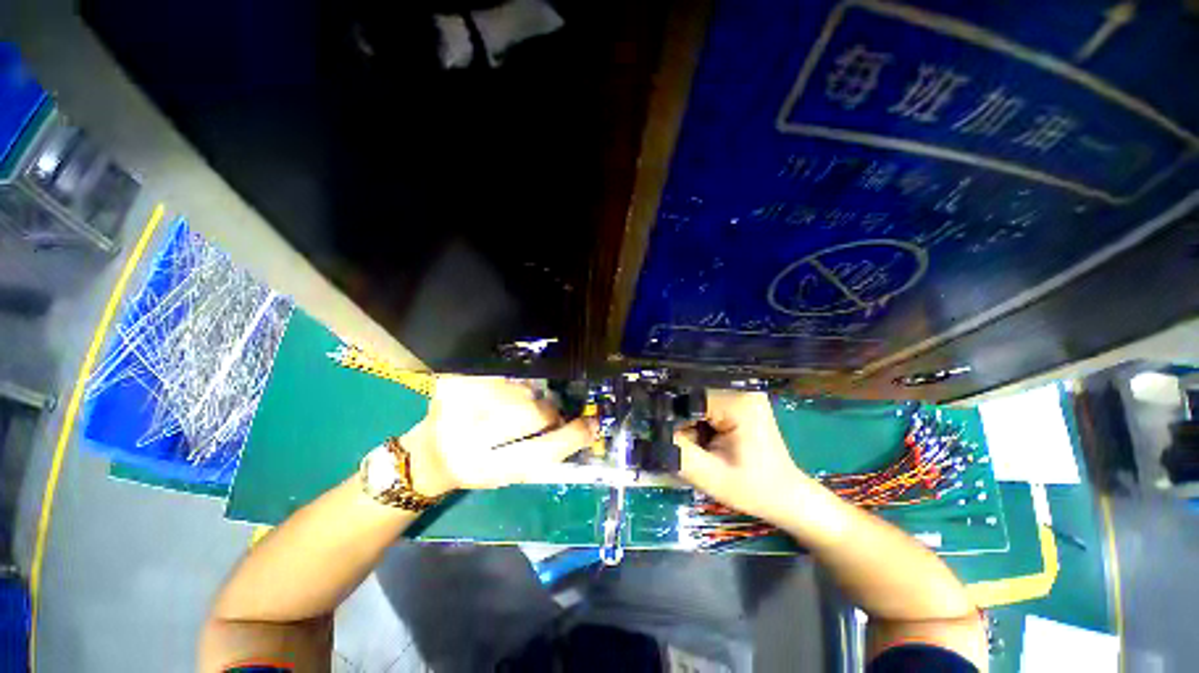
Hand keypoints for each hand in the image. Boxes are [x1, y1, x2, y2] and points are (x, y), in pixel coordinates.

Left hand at [403, 375, 595, 496]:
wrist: (425, 452)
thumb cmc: (472, 467)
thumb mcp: (507, 473)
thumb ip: (542, 451)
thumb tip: (581, 424)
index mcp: (484, 469)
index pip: (541, 451)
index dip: (572, 437)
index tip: (592, 425)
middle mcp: (467, 436)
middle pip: (534, 412)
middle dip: (548, 412)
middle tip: (546, 414)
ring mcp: (457, 403)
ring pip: (522, 389)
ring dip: (529, 397)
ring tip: (513, 406)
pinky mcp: (453, 381)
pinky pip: (504, 376)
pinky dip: (512, 385)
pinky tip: (499, 394)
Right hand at [674, 390, 808, 521]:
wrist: (788, 498)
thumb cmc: (754, 489)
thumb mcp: (710, 476)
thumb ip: (677, 453)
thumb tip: (650, 434)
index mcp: (737, 402)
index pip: (689, 400)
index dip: (673, 420)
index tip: (667, 441)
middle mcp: (740, 390)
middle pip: (693, 400)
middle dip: (683, 425)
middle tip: (690, 450)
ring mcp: (743, 395)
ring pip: (698, 405)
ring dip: (692, 426)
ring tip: (702, 449)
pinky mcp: (741, 403)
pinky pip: (708, 409)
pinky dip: (702, 426)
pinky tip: (709, 443)